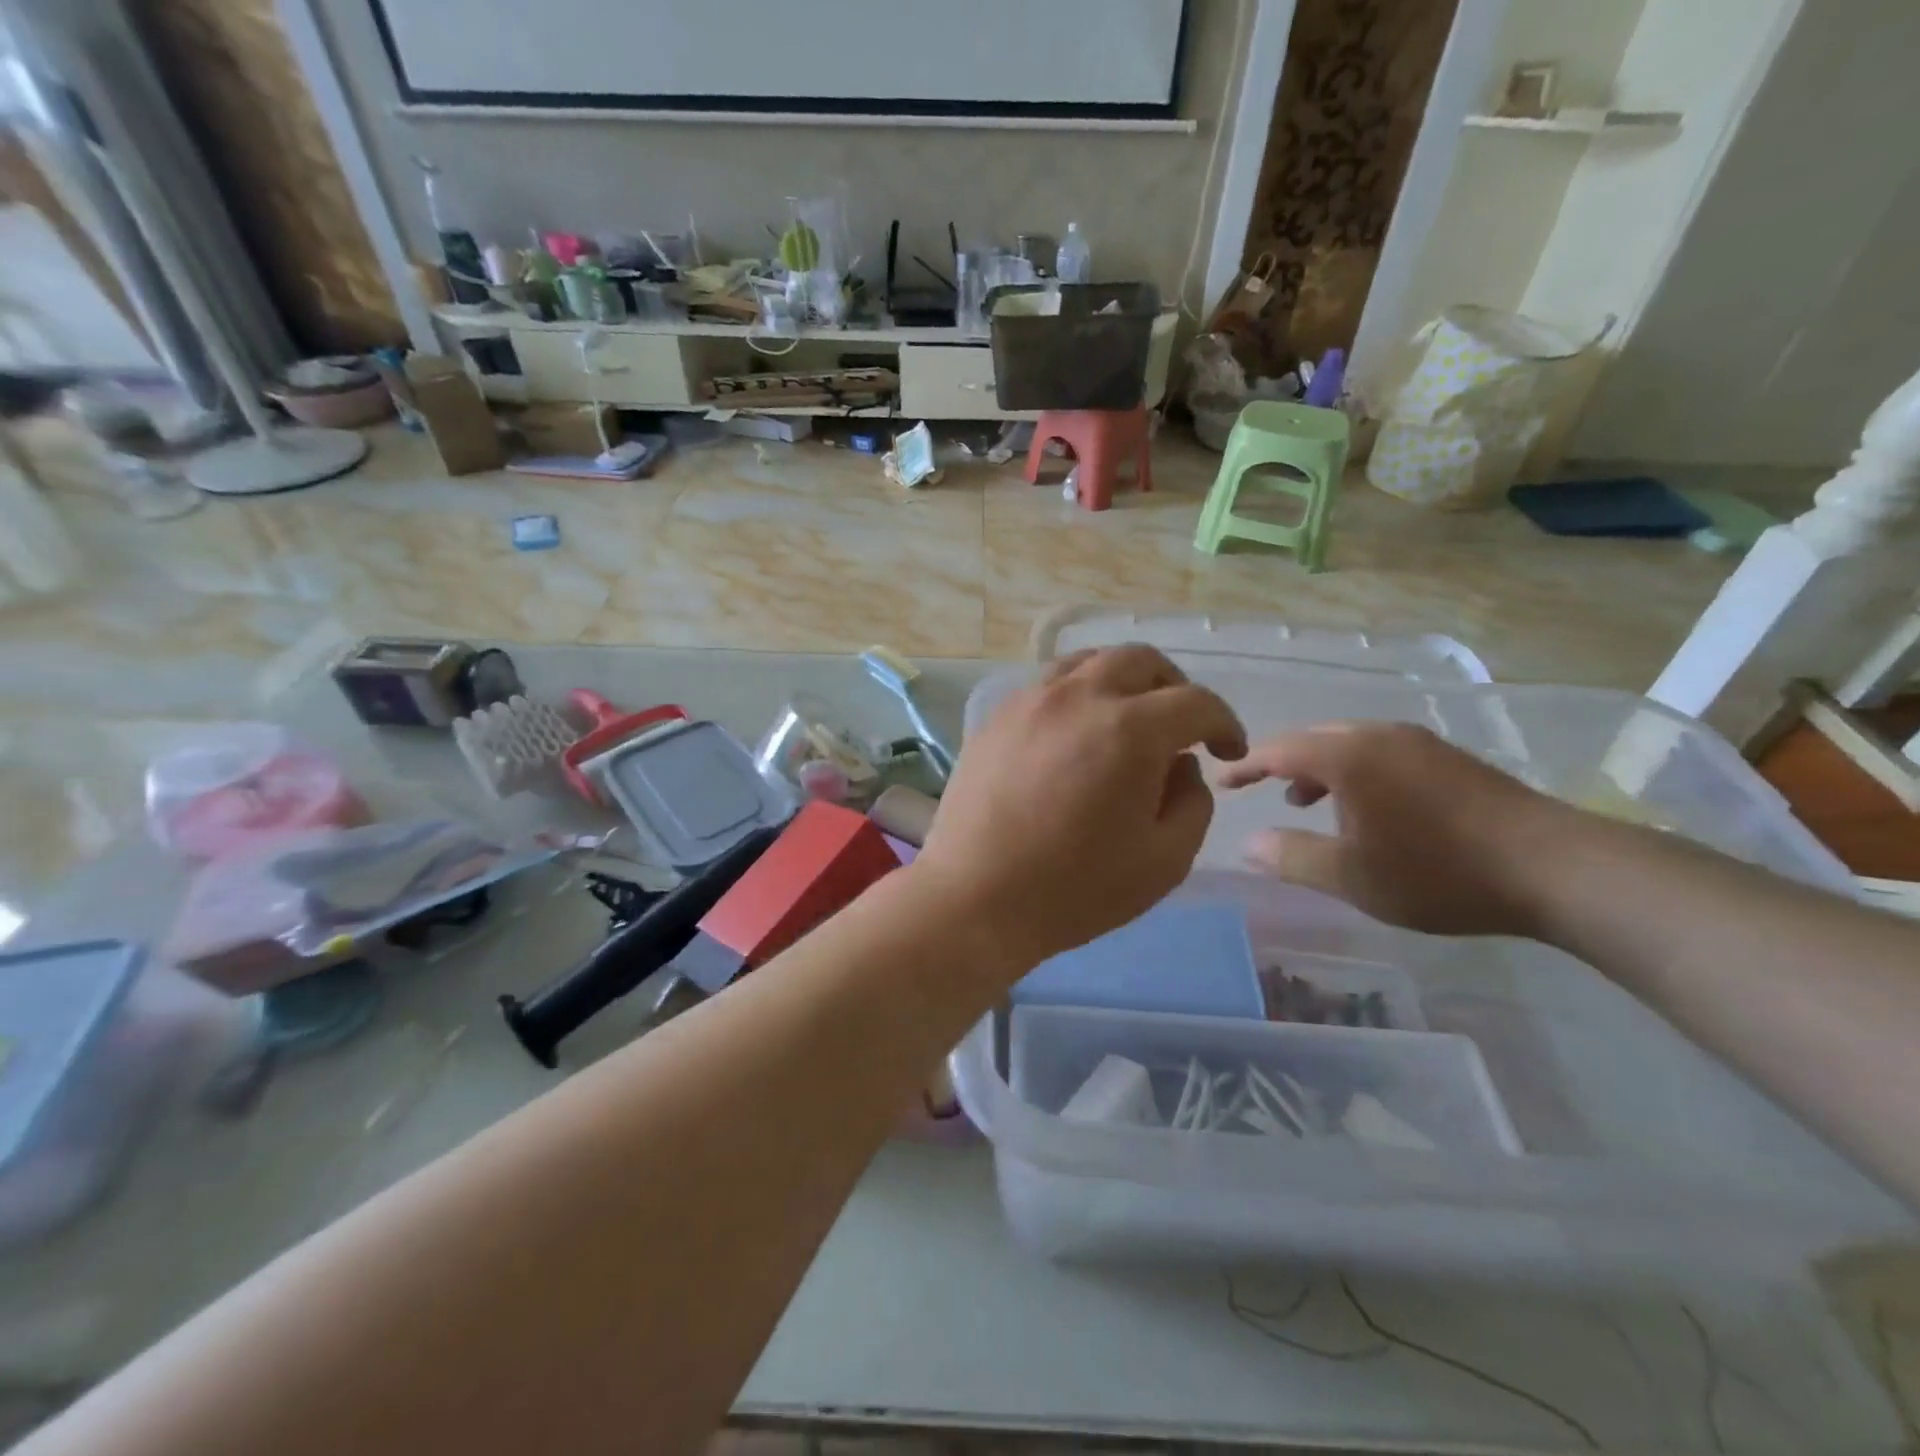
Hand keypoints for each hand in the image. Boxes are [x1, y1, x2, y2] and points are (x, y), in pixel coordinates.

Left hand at [913, 646, 1246, 972]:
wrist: (975, 897)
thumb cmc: (1075, 889)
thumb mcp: (1165, 860)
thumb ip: (1191, 801)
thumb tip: (1180, 764)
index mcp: (1129, 729)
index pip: (1195, 702)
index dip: (1224, 724)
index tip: (1227, 751)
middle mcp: (1079, 696)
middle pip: (1141, 661)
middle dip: (1174, 689)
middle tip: (1180, 728)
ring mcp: (1031, 700)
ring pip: (1090, 661)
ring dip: (1122, 681)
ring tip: (1127, 720)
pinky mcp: (997, 716)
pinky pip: (1049, 683)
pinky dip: (1078, 692)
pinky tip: (1076, 731)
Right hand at [1217, 723, 1578, 936]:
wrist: (1556, 868)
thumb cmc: (1438, 872)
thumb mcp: (1352, 877)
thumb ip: (1292, 857)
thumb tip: (1248, 844)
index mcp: (1348, 757)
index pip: (1278, 750)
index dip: (1245, 766)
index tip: (1222, 781)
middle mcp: (1379, 736)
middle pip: (1313, 739)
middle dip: (1282, 763)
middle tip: (1262, 790)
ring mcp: (1419, 743)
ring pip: (1349, 744)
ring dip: (1320, 769)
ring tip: (1308, 803)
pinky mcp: (1449, 758)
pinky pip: (1380, 753)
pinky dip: (1355, 772)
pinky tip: (1367, 808)